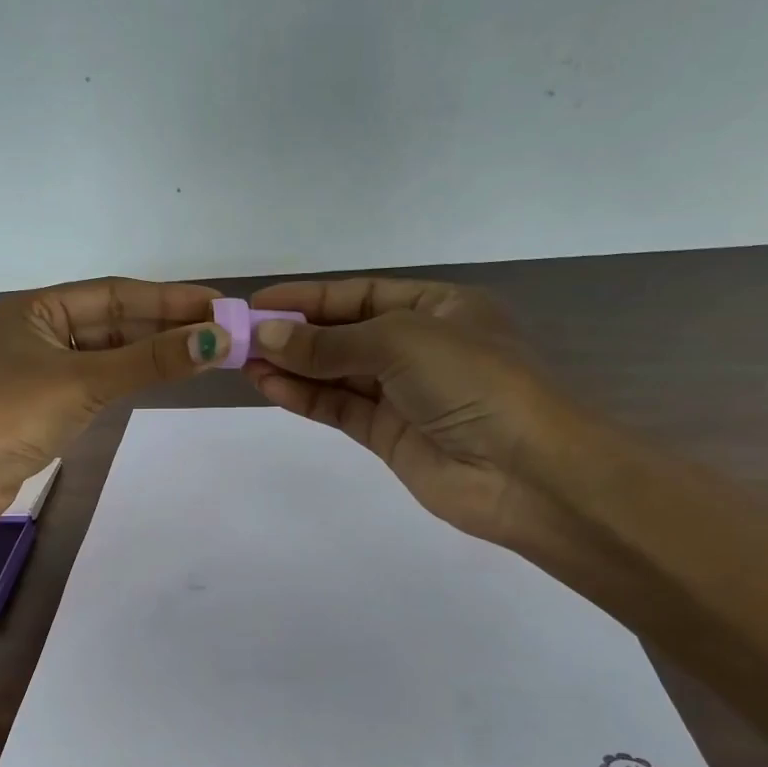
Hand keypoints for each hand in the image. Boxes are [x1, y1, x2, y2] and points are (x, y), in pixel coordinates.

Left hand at [0, 276, 228, 542]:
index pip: (115, 293)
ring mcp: (43, 369)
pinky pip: (100, 379)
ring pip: (109, 352)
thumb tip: (217, 341)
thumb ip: (150, 361)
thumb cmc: (13, 416)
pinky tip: (165, 374)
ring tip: (207, 352)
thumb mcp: (85, 381)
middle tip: (223, 331)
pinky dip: (132, 377)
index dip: (168, 298)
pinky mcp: (48, 403)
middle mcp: (40, 331)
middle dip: (166, 325)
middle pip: (114, 321)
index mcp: (38, 309)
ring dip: (153, 352)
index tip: (217, 305)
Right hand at [243, 278, 568, 547]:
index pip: (361, 295)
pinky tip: (269, 386)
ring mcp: (402, 394)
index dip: (309, 298)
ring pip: (336, 373)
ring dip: (292, 366)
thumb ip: (329, 343)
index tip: (258, 303)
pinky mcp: (388, 435)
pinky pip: (339, 408)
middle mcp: (419, 347)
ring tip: (244, 362)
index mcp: (438, 308)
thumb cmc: (474, 381)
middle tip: (241, 337)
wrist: (526, 471)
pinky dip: (305, 397)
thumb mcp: (401, 342)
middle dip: (295, 334)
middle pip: (344, 334)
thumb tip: (266, 336)